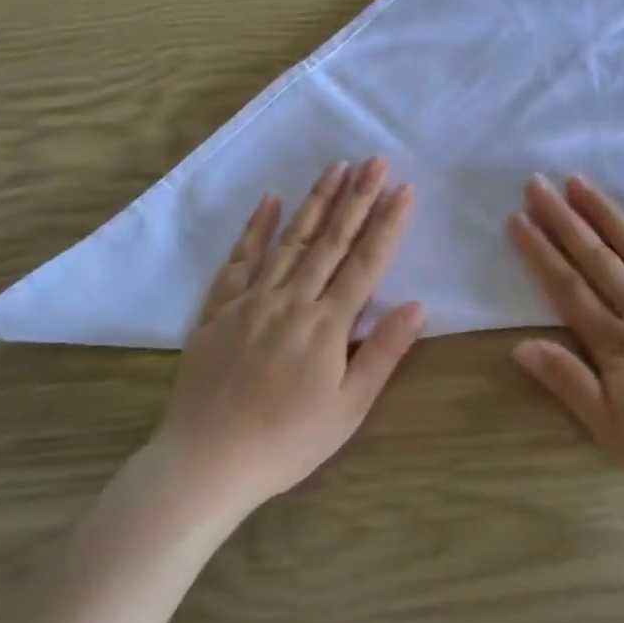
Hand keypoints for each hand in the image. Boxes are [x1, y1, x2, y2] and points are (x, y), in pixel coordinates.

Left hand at [154, 159, 422, 515]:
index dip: (387, 225)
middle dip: (356, 198)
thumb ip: (383, 353)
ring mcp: (251, 300)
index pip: (365, 263)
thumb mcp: (347, 409)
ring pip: (289, 240)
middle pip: (330, 241)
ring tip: (336, 167)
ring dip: (315, 201)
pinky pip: (239, 260)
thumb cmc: (287, 442)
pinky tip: (270, 201)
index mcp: (326, 325)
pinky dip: (255, 228)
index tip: (403, 189)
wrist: (206, 462)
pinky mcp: (218, 309)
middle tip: (374, 160)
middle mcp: (291, 301)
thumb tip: (417, 305)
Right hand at [508, 177, 623, 526]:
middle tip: (538, 184)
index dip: (540, 252)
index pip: (568, 288)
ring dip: (607, 214)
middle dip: (564, 220)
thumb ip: (569, 383)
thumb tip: (521, 345)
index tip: (518, 218)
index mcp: (618, 346)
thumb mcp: (614, 433)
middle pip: (598, 259)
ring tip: (580, 183)